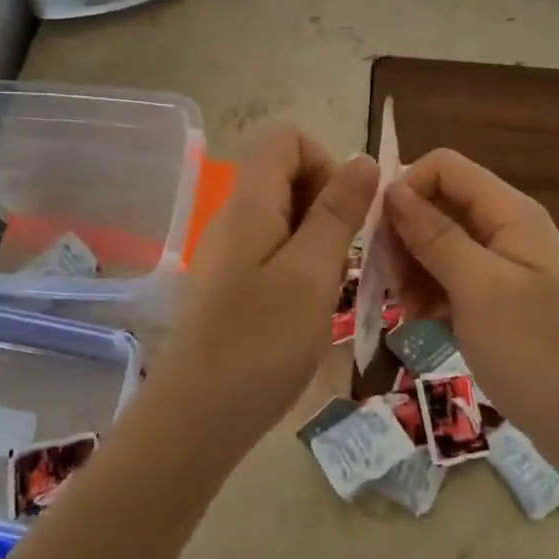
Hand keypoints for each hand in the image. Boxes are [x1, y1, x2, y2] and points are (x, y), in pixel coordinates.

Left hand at [143, 126, 377, 465]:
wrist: (195, 419)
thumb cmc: (260, 342)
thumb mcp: (312, 272)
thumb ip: (338, 212)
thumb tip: (362, 159)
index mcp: (250, 202)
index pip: (286, 139)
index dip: (324, 162)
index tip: (345, 214)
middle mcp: (234, 216)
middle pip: (285, 174)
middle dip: (327, 203)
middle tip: (342, 256)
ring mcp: (229, 251)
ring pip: (284, 215)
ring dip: (318, 238)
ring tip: (329, 286)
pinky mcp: (231, 283)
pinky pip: (273, 249)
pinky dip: (300, 264)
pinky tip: (308, 307)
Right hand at [385, 150, 558, 473]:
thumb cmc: (537, 352)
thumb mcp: (479, 288)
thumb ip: (435, 235)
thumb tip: (393, 189)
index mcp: (509, 212)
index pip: (444, 166)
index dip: (406, 187)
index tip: (378, 234)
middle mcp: (507, 227)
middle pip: (440, 203)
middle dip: (405, 234)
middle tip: (386, 281)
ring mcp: (504, 264)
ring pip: (441, 242)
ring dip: (413, 266)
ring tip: (403, 308)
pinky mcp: (499, 298)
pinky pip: (453, 276)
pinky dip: (431, 291)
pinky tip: (422, 321)